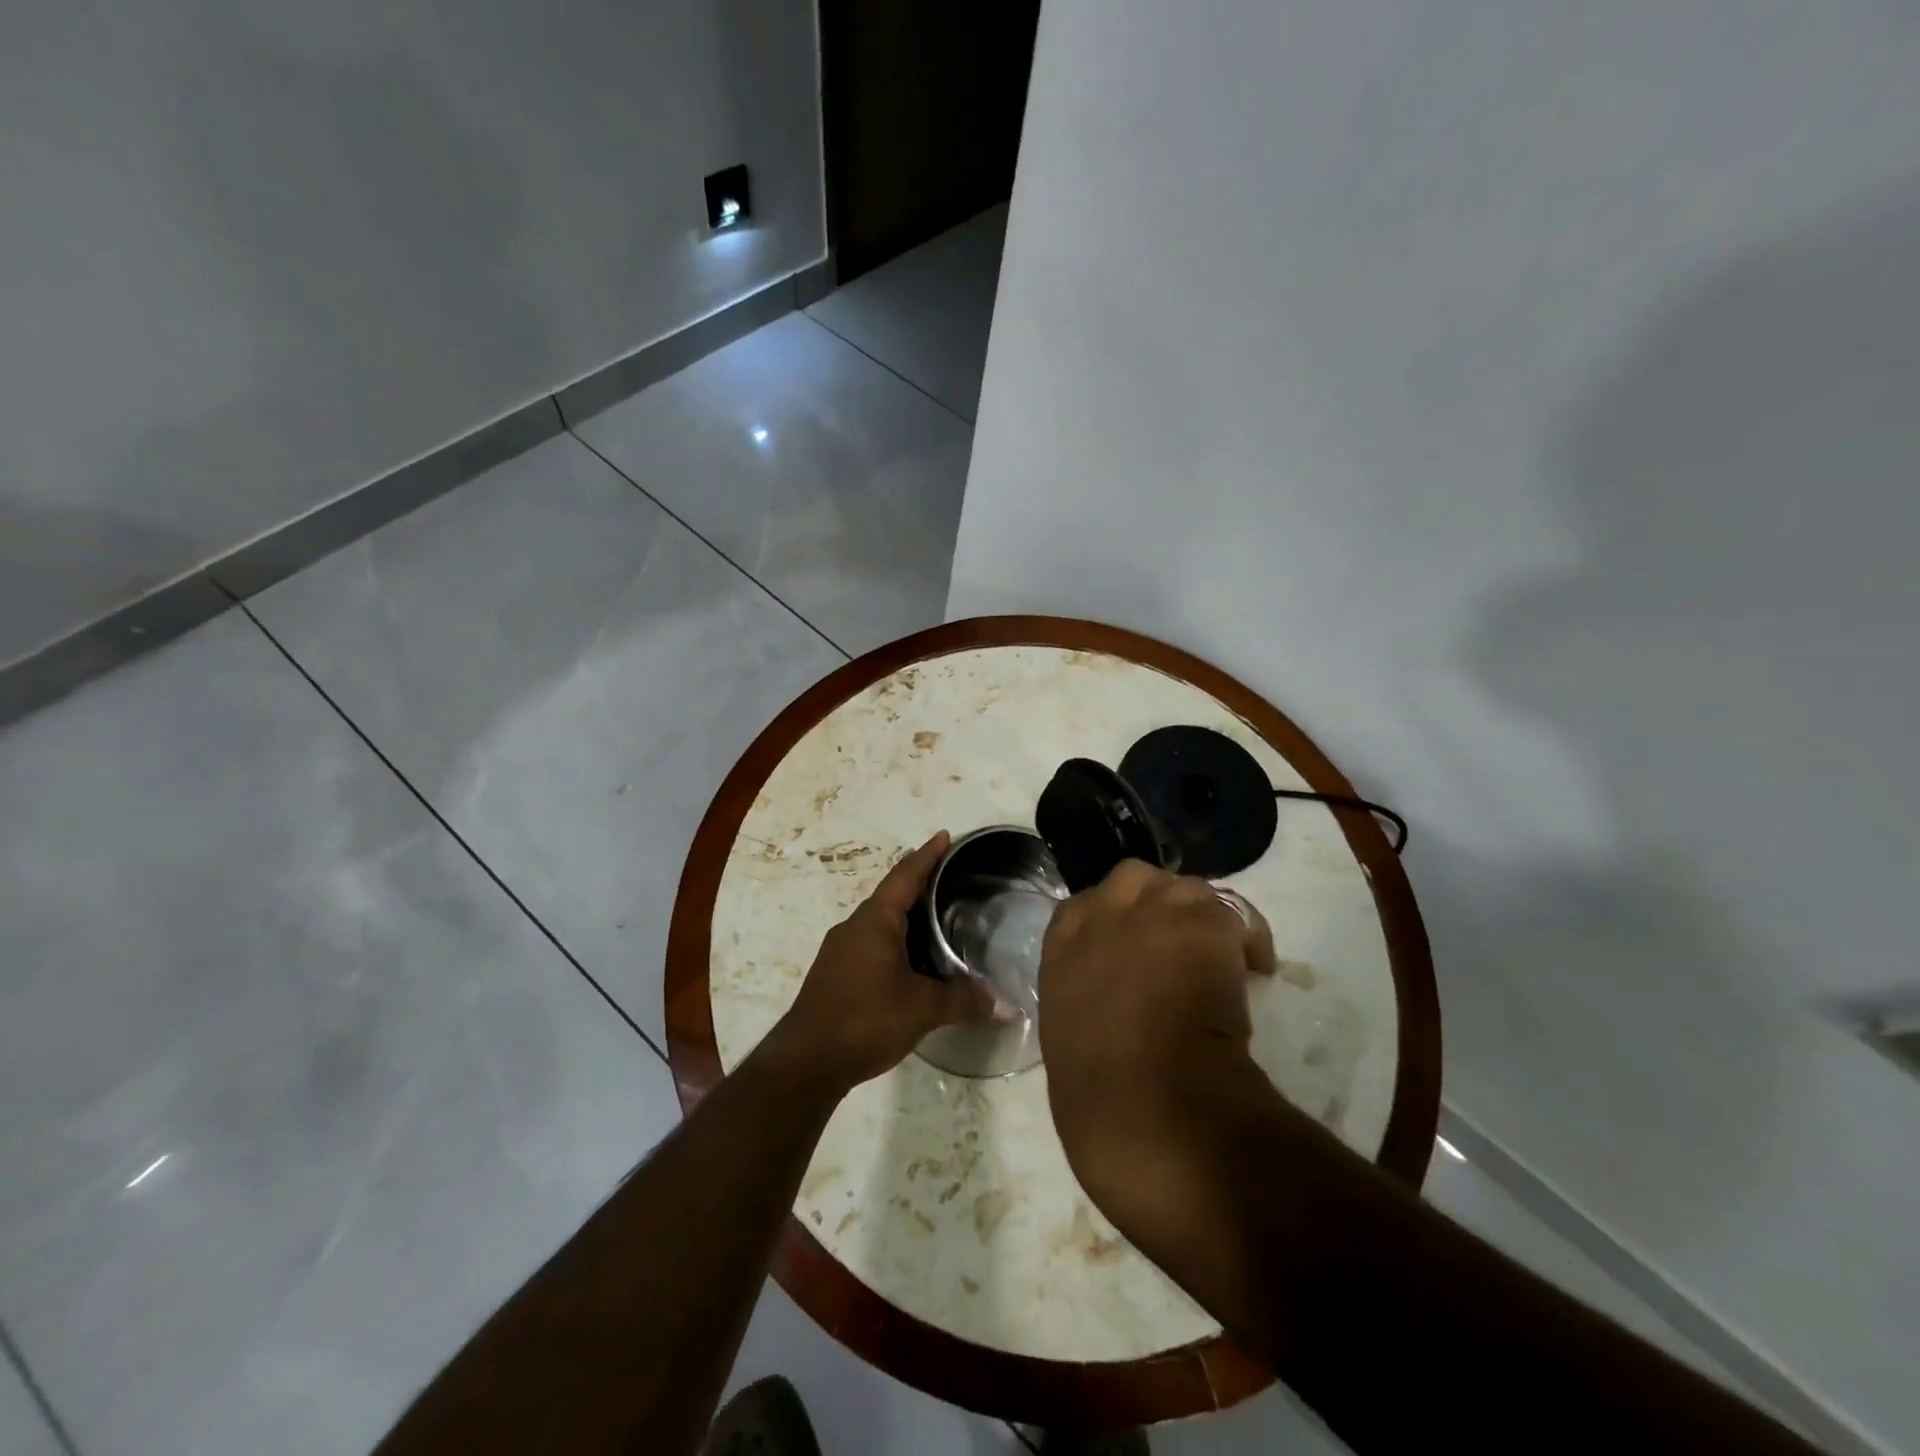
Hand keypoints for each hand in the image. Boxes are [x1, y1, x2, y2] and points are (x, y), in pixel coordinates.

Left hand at [760, 831, 998, 1095]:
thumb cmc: (865, 1019)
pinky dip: (895, 940)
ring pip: (880, 921)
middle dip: (920, 883)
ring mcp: (841, 950)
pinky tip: (912, 960)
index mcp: (875, 921)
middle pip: (892, 895)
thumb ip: (964, 1001)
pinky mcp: (836, 973)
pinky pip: (872, 942)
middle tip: (952, 878)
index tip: (945, 836)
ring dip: (906, 915)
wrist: (806, 1061)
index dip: (927, 855)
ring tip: (938, 917)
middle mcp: (854, 926)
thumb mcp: (922, 1008)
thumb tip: (1008, 1006)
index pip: (906, 876)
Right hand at [1038, 860, 1274, 1177]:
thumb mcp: (1066, 1029)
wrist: (1142, 1104)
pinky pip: (1234, 917)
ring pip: (1188, 889)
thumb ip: (1083, 992)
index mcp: (1062, 941)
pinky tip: (1255, 975)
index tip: (1135, 947)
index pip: (1085, 905)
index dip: (1117, 920)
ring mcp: (1154, 912)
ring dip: (1201, 917)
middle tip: (1180, 942)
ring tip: (1221, 956)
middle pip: (1135, 879)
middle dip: (1157, 902)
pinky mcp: (1204, 925)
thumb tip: (1110, 997)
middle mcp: (1104, 913)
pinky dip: (1248, 942)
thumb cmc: (1094, 1091)